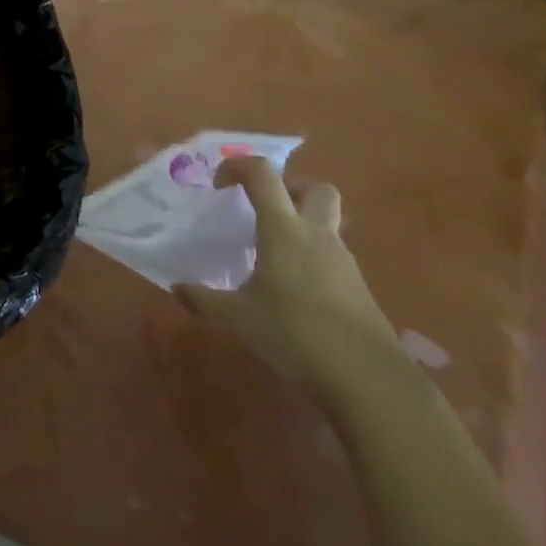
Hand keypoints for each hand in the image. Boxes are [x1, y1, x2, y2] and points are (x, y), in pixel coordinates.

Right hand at [174, 157, 396, 386]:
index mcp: (283, 230)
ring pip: (327, 221)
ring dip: (301, 223)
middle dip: (288, 187)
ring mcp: (342, 260)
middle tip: (263, 208)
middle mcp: (316, 234)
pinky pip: (332, 254)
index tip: (218, 185)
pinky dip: (311, 256)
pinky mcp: (357, 286)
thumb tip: (177, 287)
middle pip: (314, 187)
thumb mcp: (238, 318)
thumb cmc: (295, 333)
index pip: (263, 174)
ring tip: (271, 253)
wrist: (367, 378)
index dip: (237, 167)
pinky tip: (293, 288)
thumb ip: (204, 299)